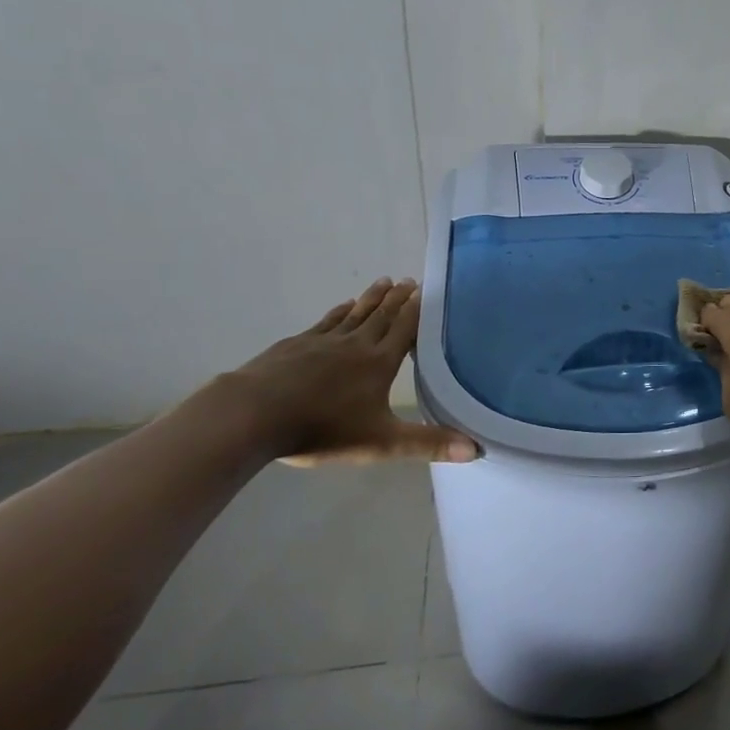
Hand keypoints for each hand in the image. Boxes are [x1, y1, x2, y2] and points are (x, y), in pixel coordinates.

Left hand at [226, 278, 477, 464]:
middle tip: (409, 280)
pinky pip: (326, 322)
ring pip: (355, 314)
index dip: (416, 310)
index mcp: (379, 363)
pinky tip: (342, 306)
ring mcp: (322, 341)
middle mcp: (355, 344)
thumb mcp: (382, 443)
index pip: (404, 329)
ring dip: (371, 298)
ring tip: (384, 281)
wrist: (253, 415)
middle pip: (382, 315)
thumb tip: (476, 449)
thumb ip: (428, 444)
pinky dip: (339, 311)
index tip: (426, 291)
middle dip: (398, 299)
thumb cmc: (322, 428)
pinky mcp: (295, 345)